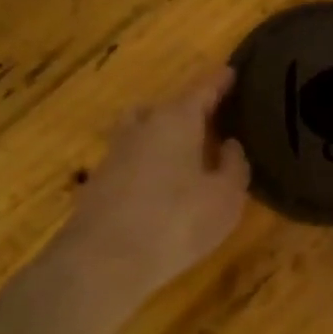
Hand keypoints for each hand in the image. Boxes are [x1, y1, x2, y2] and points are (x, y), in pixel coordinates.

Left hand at [0, 68, 248, 333]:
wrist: (103, 262)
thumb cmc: (177, 222)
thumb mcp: (225, 197)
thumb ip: (233, 165)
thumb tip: (228, 144)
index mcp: (176, 120)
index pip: (203, 88)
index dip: (220, 80)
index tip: (232, 71)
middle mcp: (142, 126)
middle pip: (166, 106)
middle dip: (188, 110)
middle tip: (210, 124)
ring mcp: (114, 153)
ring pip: (142, 130)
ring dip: (162, 136)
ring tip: (185, 156)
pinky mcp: (98, 182)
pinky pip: (131, 159)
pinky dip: (148, 163)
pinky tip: (161, 187)